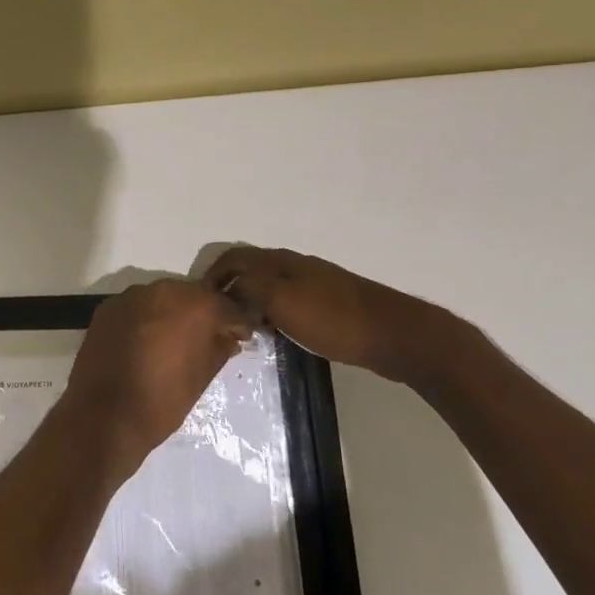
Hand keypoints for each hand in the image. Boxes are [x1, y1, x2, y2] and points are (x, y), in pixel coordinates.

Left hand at [57, 280, 254, 480]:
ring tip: (176, 340)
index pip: (226, 305)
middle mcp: (163, 290)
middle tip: (211, 336)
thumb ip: (219, 349)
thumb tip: (228, 337)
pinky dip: (147, 318)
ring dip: (173, 312)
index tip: (243, 334)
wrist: (103, 417)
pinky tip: (147, 341)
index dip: (238, 321)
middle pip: (193, 295)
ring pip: (163, 297)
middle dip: (204, 312)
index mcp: (194, 306)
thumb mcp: (201, 378)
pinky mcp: (107, 308)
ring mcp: (131, 296)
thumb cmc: (162, 402)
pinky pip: (137, 306)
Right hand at [203, 245, 481, 389]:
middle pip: (251, 270)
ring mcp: (315, 284)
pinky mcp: (329, 304)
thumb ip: (251, 289)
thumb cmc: (334, 318)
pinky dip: (273, 314)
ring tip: (242, 329)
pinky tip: (276, 335)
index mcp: (281, 262)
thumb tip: (228, 292)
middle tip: (218, 318)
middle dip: (230, 289)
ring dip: (252, 303)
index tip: (200, 301)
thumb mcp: (283, 301)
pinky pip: (288, 303)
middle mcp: (295, 266)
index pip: (234, 258)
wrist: (394, 334)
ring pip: (270, 287)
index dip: (213, 275)